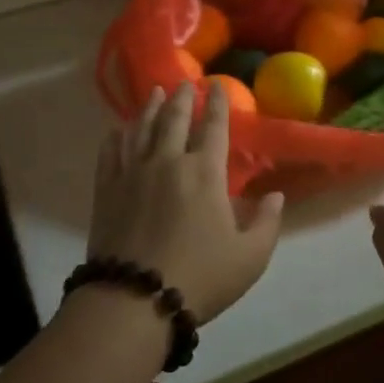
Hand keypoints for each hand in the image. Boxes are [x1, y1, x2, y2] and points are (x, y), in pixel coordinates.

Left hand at [86, 82, 283, 320]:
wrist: (135, 299)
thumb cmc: (200, 277)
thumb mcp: (250, 257)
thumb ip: (267, 222)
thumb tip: (276, 195)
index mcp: (204, 172)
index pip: (214, 127)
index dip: (217, 104)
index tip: (216, 85)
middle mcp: (167, 161)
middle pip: (174, 119)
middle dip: (182, 98)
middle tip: (184, 83)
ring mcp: (132, 173)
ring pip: (141, 129)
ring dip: (149, 108)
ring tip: (154, 92)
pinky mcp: (107, 190)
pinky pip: (111, 153)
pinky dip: (116, 137)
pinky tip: (117, 130)